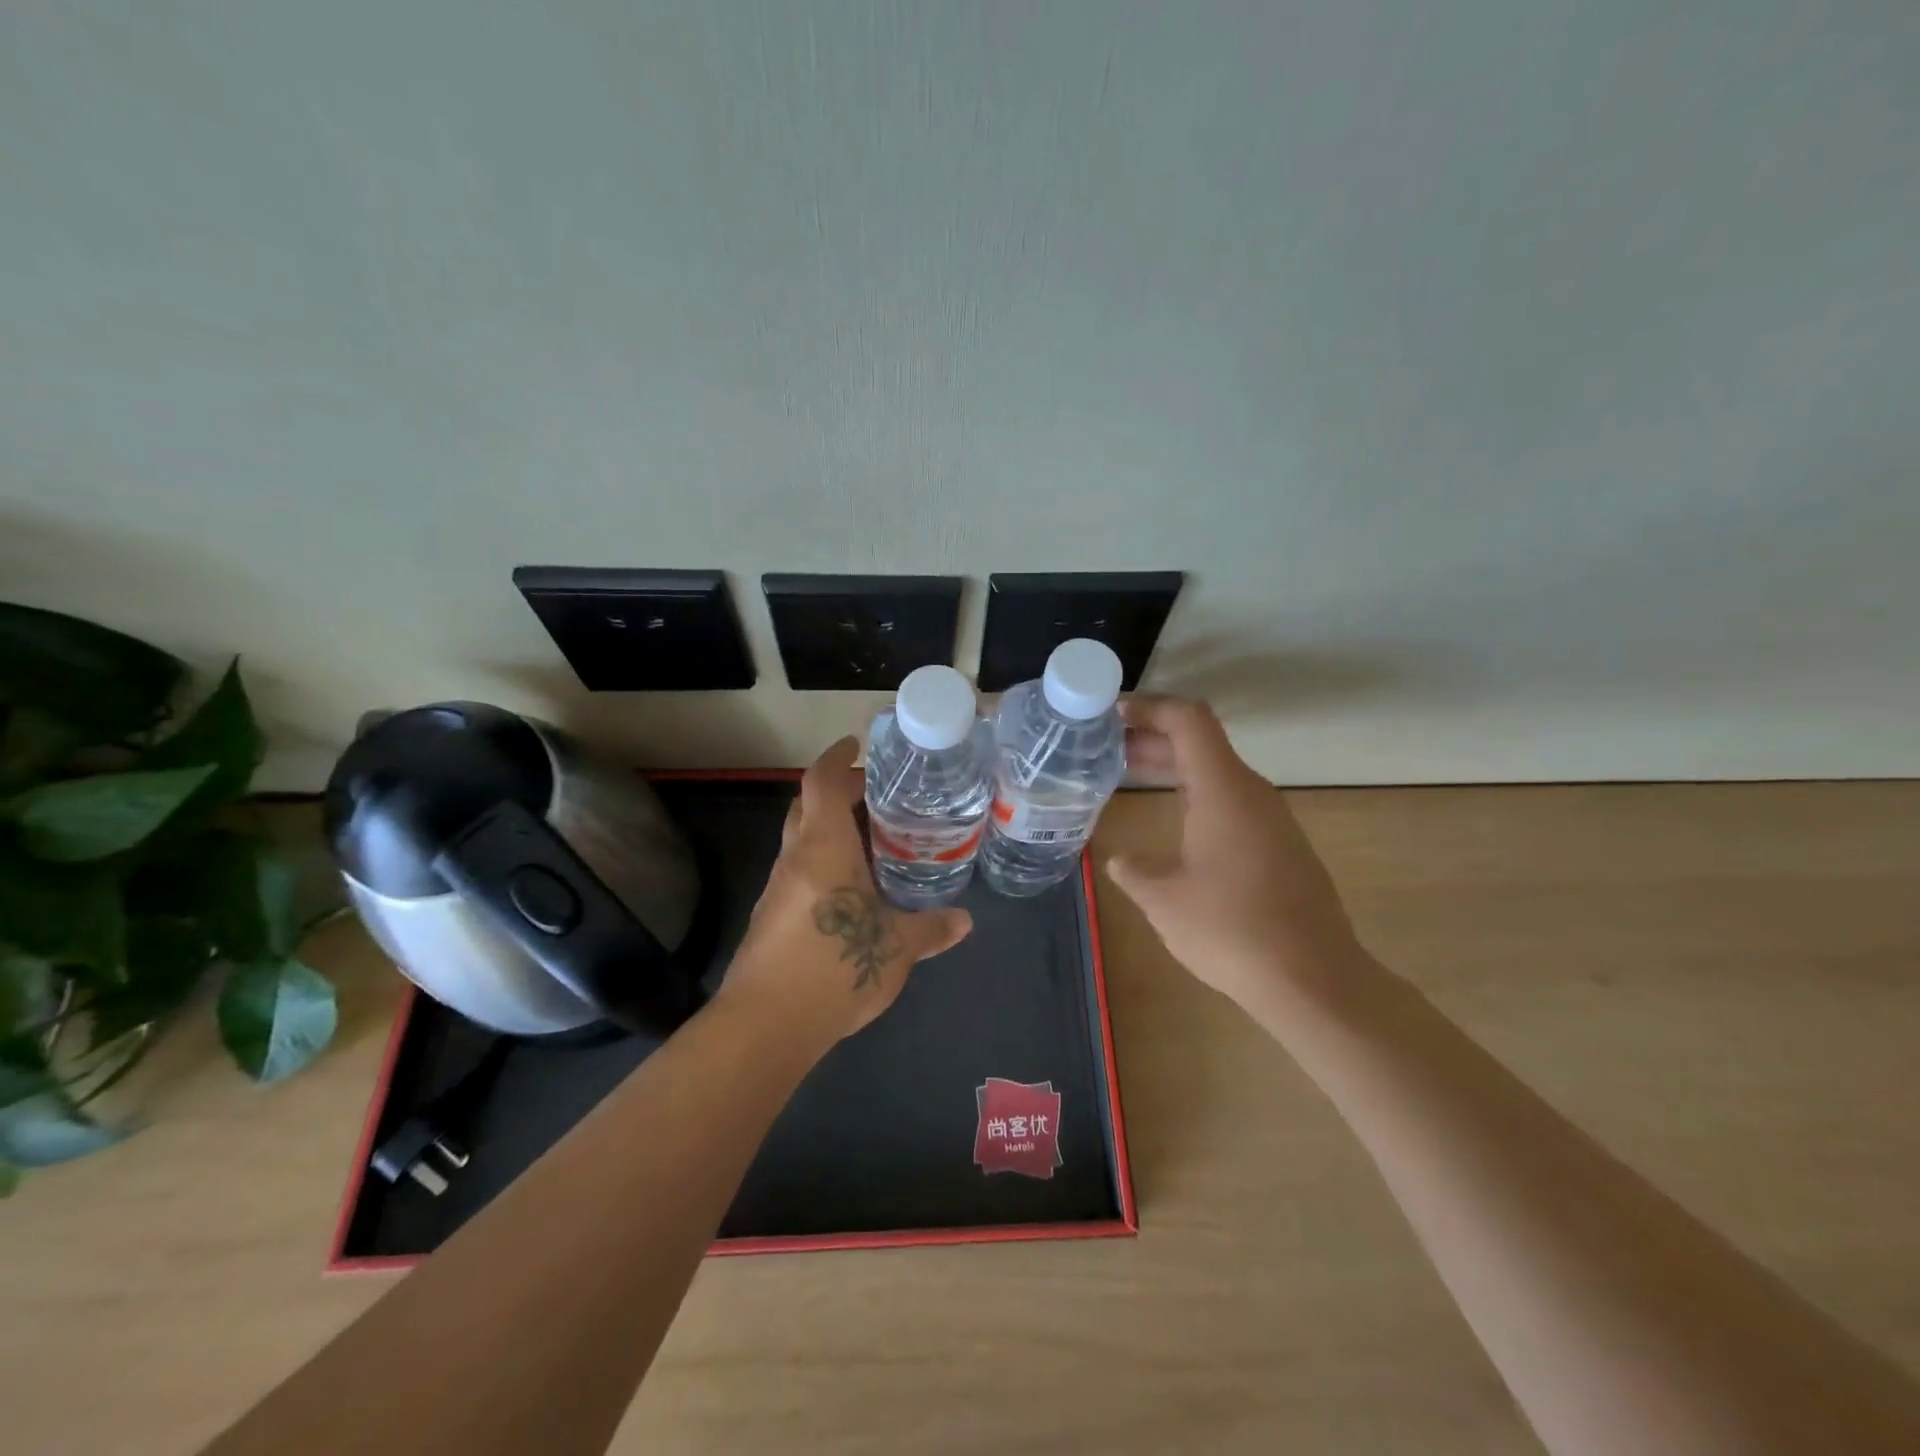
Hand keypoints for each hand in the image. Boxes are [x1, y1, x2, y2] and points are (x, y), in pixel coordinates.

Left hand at [723, 736, 972, 1043]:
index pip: (821, 782)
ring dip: (830, 832)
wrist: (766, 1025)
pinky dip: (823, 865)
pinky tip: (853, 892)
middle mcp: (795, 858)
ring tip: (874, 844)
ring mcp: (778, 889)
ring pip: (801, 842)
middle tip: (876, 798)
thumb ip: (931, 929)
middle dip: (836, 794)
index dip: (836, 758)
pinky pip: (799, 874)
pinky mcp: (771, 918)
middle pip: (806, 807)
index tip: (855, 746)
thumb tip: (965, 921)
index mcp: (823, 847)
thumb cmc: (835, 965)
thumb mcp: (897, 947)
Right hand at [1106, 698, 1367, 1016]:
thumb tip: (1121, 861)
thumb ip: (1134, 871)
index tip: (1111, 714)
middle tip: (1105, 745)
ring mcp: (1271, 820)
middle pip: (1200, 742)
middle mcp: (1251, 793)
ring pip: (1216, 772)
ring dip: (1172, 767)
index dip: (1149, 707)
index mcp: (1223, 790)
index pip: (1188, 720)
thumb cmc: (1231, 930)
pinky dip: (1193, 794)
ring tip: (1129, 775)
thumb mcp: (1164, 900)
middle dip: (1151, 737)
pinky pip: (1230, 800)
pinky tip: (1173, 822)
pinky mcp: (1280, 847)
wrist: (1314, 980)